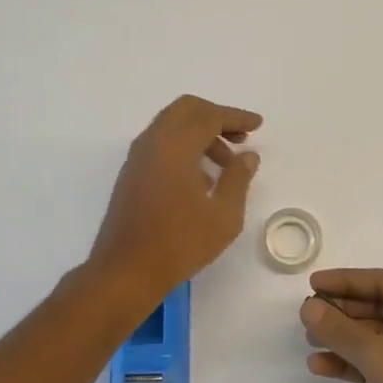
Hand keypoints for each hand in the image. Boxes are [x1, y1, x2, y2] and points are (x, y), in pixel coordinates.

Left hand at [87, 95, 261, 310]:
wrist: (125, 272)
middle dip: (216, 117)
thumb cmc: (179, 243)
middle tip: (240, 138)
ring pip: (172, 125)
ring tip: (226, 165)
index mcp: (175, 146)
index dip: (236, 117)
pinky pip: (161, 144)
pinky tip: (201, 179)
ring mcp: (138, 157)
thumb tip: (248, 155)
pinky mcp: (131, 173)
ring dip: (200, 133)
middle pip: (186, 110)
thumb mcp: (223, 215)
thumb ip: (238, 179)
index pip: (209, 116)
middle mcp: (153, 142)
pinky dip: (184, 146)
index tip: (257, 125)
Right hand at [300, 269, 382, 382]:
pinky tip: (320, 366)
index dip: (349, 281)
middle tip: (307, 314)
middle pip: (381, 309)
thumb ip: (342, 330)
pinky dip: (351, 365)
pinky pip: (377, 368)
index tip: (313, 284)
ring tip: (309, 341)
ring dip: (344, 340)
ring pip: (377, 341)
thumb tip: (309, 307)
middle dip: (344, 311)